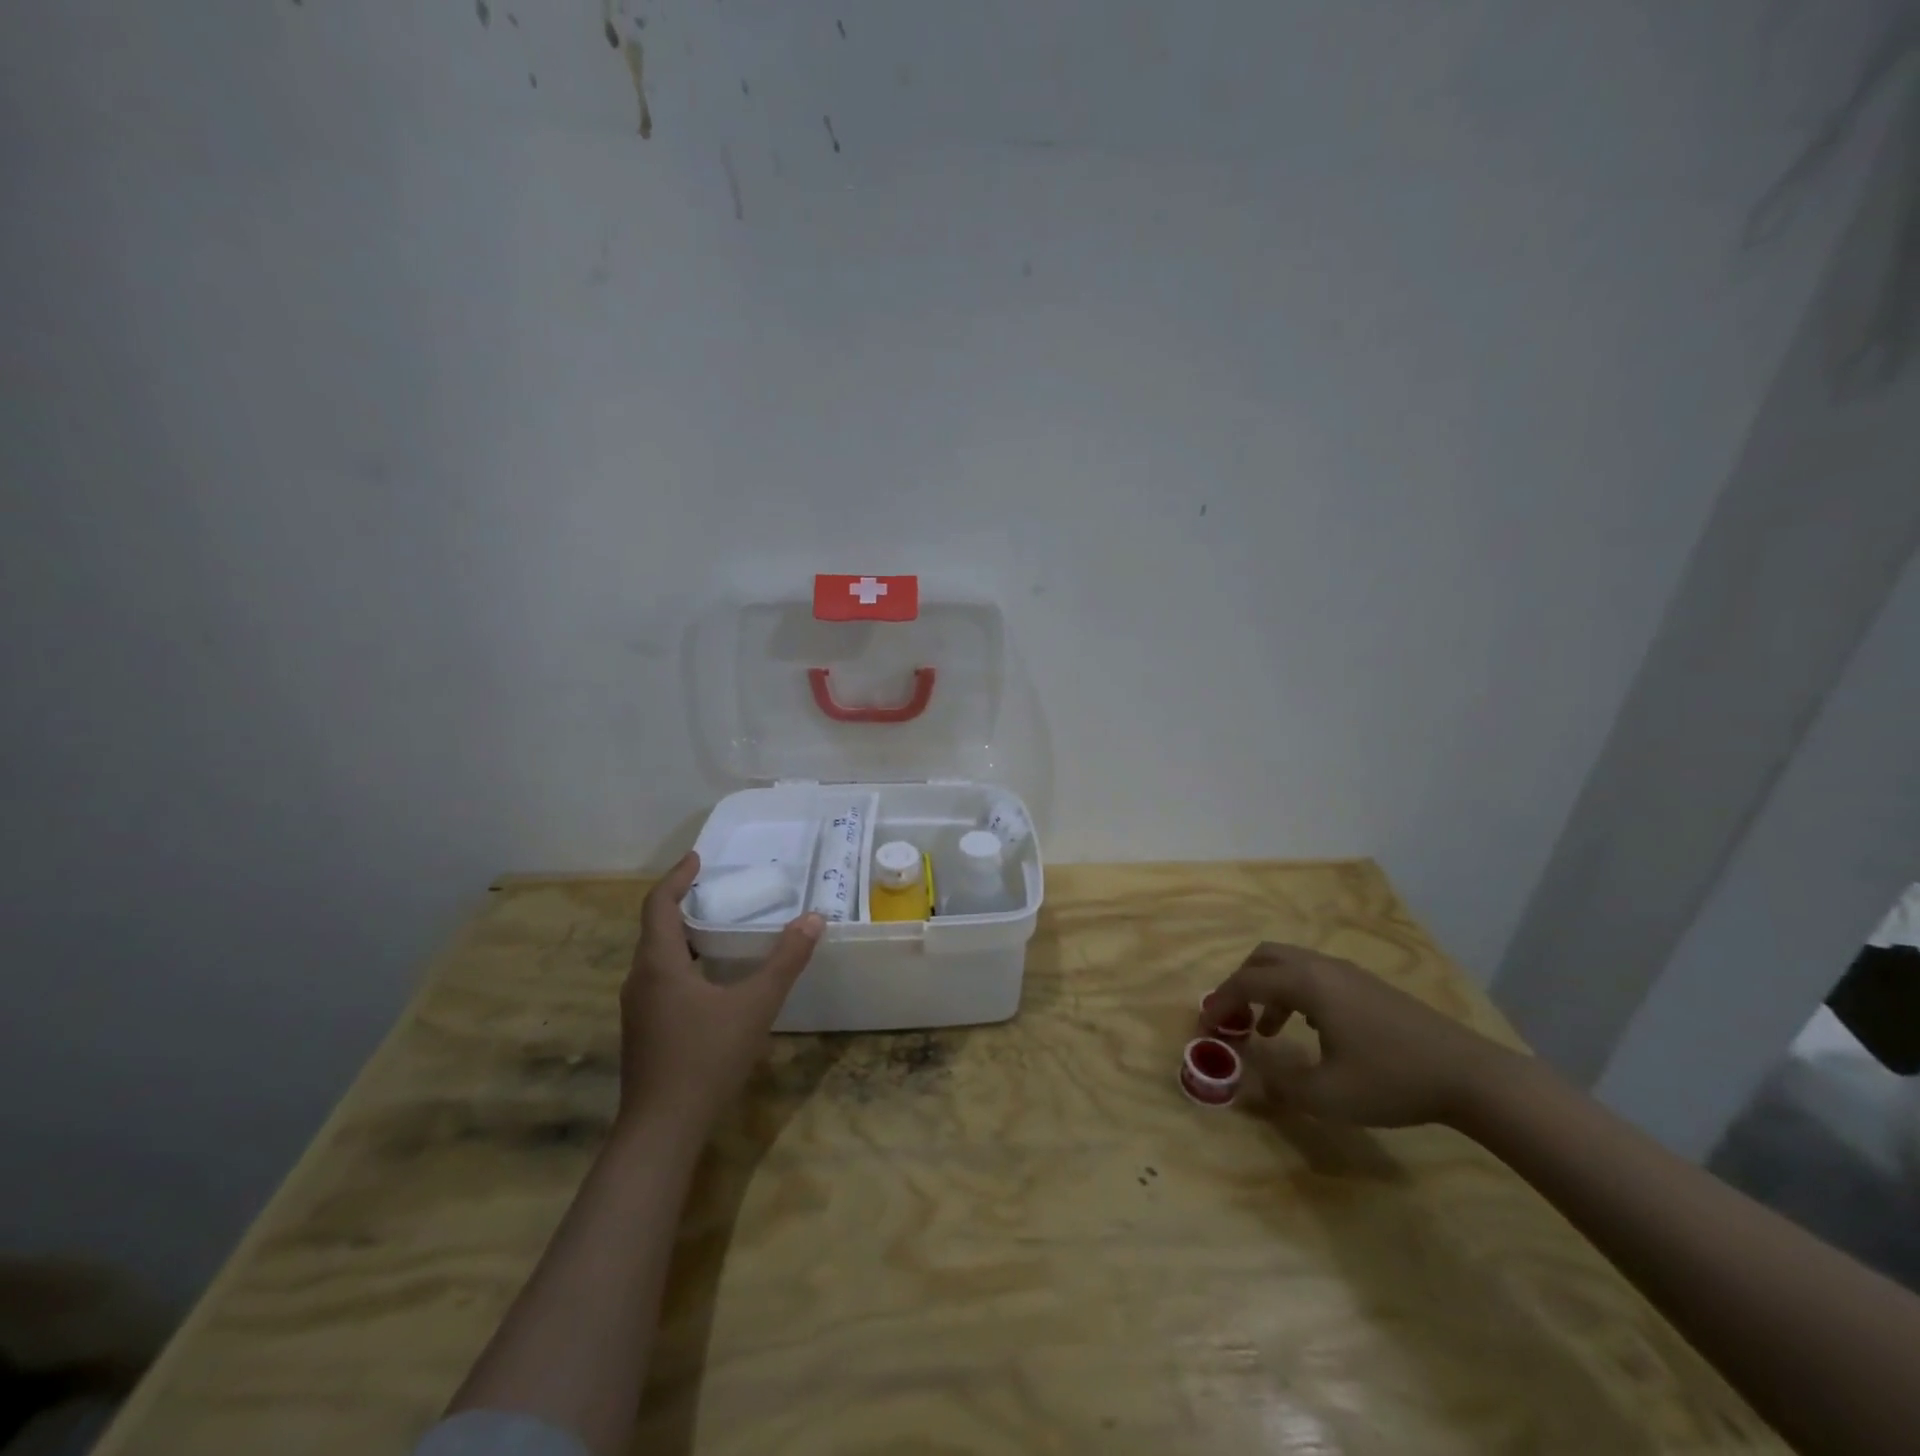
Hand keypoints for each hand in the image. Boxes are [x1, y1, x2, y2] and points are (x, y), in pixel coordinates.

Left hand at [618, 852, 822, 1137]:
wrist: (661, 1131)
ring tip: (718, 928)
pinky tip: (711, 980)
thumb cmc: (705, 1058)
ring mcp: (637, 1009)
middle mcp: (640, 980)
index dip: (676, 877)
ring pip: (657, 957)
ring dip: (683, 935)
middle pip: (655, 929)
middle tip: (718, 890)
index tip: (698, 858)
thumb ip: (785, 961)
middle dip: (683, 904)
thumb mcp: (755, 1005)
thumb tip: (813, 918)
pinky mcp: (644, 1032)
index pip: (658, 905)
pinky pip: (660, 980)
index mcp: (658, 964)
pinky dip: (683, 963)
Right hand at [1199, 942, 1518, 1127]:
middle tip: (1233, 1018)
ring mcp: (1349, 973)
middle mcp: (1322, 967)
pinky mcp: (1369, 986)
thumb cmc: (1391, 1080)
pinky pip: (1315, 976)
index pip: (1246, 982)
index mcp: (1306, 984)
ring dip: (1268, 990)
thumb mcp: (1327, 1095)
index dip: (1219, 1002)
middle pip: (1264, 958)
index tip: (1205, 1027)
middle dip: (1240, 984)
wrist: (1470, 1076)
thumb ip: (1278, 1084)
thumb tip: (1248, 1078)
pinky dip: (1295, 993)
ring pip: (1291, 965)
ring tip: (1267, 1031)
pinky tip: (1310, 1031)